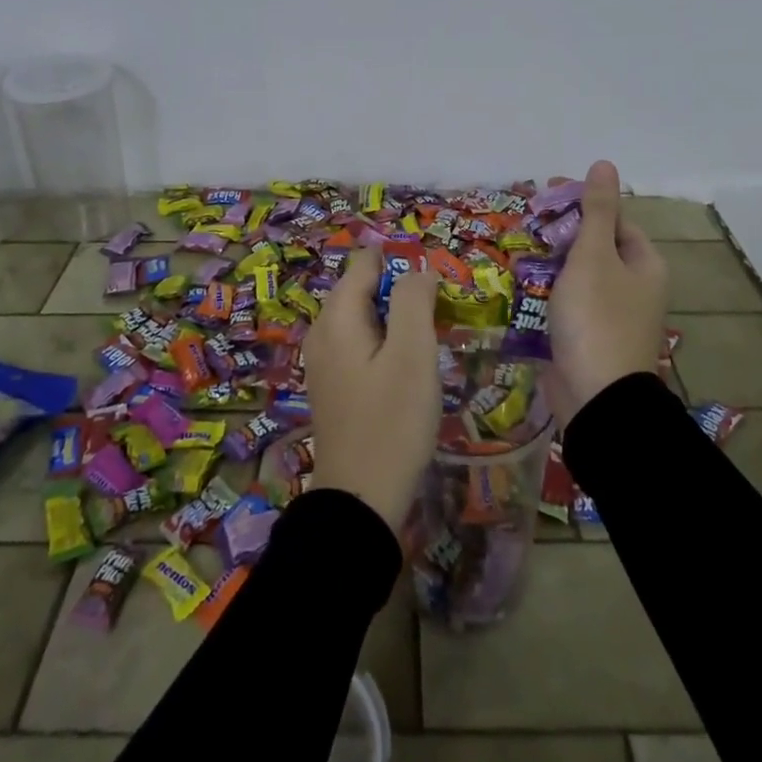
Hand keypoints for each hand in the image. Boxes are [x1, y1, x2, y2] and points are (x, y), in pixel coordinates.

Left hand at [303, 248, 441, 531]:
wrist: (361, 499)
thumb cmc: (391, 421)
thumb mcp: (412, 355)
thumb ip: (413, 301)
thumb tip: (418, 268)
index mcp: (337, 317)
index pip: (365, 263)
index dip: (400, 262)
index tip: (434, 285)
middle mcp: (322, 332)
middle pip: (362, 289)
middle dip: (400, 291)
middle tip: (438, 315)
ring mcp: (324, 361)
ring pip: (364, 318)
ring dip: (396, 320)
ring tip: (430, 339)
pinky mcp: (334, 385)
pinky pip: (360, 345)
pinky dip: (385, 344)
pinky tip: (409, 368)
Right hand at [545, 159, 667, 426]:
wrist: (596, 399)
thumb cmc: (597, 318)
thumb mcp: (594, 256)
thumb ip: (597, 210)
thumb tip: (605, 163)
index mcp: (644, 264)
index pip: (614, 218)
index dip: (581, 202)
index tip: (543, 194)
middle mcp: (633, 287)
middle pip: (595, 246)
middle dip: (560, 233)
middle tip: (525, 223)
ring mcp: (611, 315)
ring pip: (578, 276)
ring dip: (550, 263)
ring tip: (516, 252)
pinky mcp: (589, 337)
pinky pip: (568, 304)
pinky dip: (547, 293)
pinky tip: (521, 288)